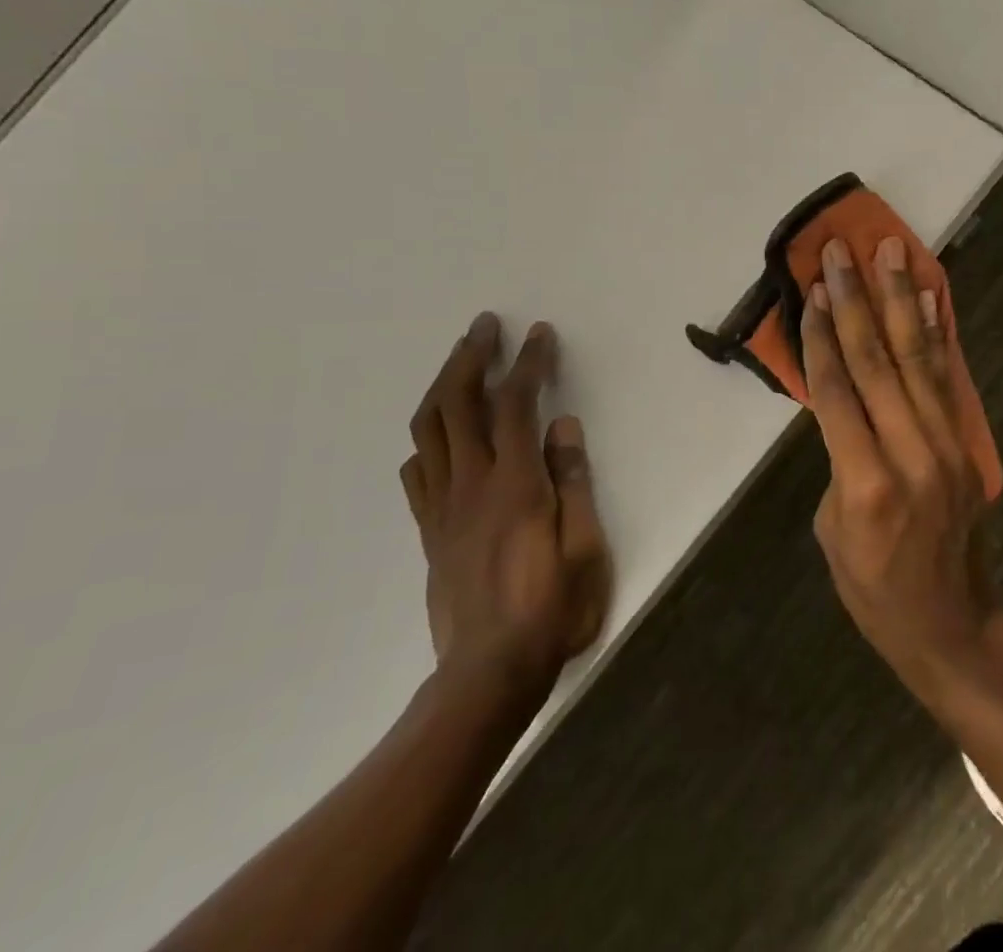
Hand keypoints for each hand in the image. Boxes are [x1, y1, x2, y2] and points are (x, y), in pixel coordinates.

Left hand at [399, 314, 612, 701]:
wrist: (488, 675)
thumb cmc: (551, 610)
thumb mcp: (585, 548)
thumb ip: (573, 482)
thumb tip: (564, 427)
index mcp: (514, 484)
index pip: (516, 404)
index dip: (527, 362)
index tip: (539, 333)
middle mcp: (471, 485)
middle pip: (457, 404)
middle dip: (470, 357)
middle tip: (485, 326)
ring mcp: (443, 508)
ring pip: (429, 431)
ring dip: (442, 386)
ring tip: (460, 361)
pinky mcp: (430, 532)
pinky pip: (418, 473)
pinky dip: (426, 440)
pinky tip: (439, 435)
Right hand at [803, 237, 1002, 694]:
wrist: (949, 623)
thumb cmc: (872, 587)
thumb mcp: (831, 528)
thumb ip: (839, 456)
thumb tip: (845, 400)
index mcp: (865, 483)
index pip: (838, 391)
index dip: (822, 336)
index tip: (814, 289)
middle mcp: (911, 454)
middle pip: (878, 362)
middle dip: (857, 300)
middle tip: (842, 250)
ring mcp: (947, 446)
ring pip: (916, 358)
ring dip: (900, 299)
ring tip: (892, 251)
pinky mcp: (966, 444)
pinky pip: (945, 378)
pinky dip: (935, 333)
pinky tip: (927, 298)